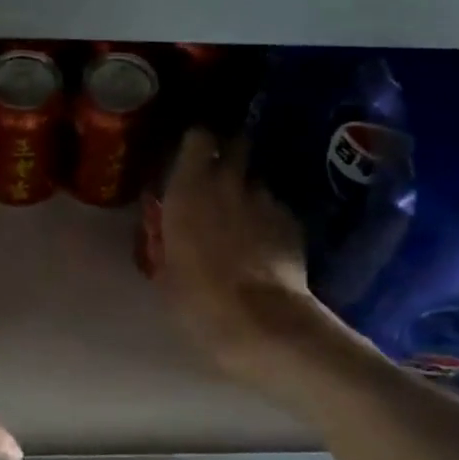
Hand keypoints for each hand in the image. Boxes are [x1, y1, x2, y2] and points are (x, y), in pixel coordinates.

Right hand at [160, 129, 319, 384]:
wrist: (259, 321)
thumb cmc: (197, 299)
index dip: (198, 143)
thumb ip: (168, 241)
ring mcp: (266, 199)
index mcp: (189, 189)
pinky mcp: (292, 221)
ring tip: (244, 219)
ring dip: (249, 193)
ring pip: (257, 182)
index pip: (198, 137)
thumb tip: (169, 236)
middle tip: (221, 176)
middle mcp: (228, 182)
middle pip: (237, 145)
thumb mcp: (166, 271)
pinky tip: (266, 245)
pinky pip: (276, 210)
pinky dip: (270, 220)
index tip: (193, 153)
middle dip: (231, 154)